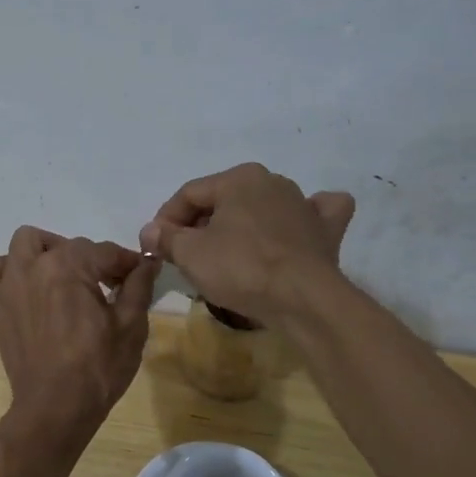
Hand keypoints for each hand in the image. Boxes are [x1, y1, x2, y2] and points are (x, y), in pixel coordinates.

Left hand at [0, 227, 158, 440]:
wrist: (56, 407)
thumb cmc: (98, 367)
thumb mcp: (131, 325)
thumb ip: (139, 285)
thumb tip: (147, 261)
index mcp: (69, 266)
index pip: (105, 251)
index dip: (127, 262)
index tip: (139, 275)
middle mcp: (34, 265)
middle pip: (69, 245)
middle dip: (92, 259)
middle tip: (108, 285)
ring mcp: (9, 283)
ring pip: (25, 244)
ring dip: (47, 251)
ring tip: (66, 276)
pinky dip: (10, 268)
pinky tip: (30, 286)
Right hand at [138, 163, 354, 323]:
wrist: (303, 298)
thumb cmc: (241, 269)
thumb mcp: (190, 254)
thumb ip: (166, 237)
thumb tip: (150, 230)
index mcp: (238, 178)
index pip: (189, 194)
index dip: (165, 220)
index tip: (154, 247)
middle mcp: (272, 182)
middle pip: (224, 200)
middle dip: (200, 225)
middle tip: (184, 256)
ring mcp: (303, 204)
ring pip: (262, 207)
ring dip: (241, 225)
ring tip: (225, 253)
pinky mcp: (325, 230)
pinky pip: (311, 216)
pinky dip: (300, 220)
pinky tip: (293, 230)